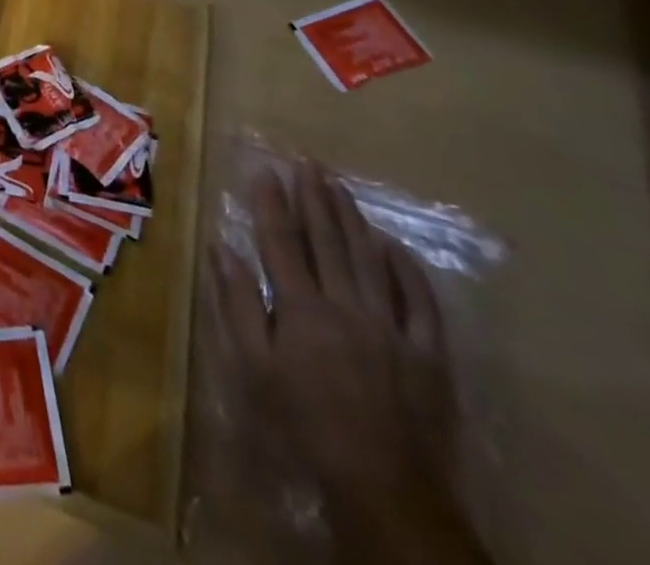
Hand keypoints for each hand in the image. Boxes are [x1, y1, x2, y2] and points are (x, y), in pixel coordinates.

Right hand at [214, 161, 485, 562]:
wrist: (384, 488)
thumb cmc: (305, 424)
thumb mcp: (254, 368)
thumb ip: (238, 304)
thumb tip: (221, 248)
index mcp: (301, 308)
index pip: (281, 240)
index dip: (271, 202)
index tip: (264, 170)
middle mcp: (346, 305)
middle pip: (327, 239)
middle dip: (314, 196)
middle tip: (306, 162)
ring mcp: (392, 326)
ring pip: (370, 257)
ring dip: (352, 217)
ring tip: (339, 185)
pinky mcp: (428, 351)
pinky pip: (420, 300)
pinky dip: (406, 268)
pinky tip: (393, 244)